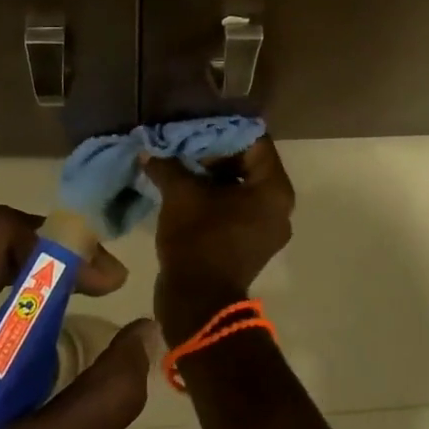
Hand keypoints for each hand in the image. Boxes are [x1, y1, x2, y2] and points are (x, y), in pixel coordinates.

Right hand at [145, 137, 294, 338]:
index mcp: (274, 189)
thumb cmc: (198, 242)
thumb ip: (169, 165)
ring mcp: (266, 226)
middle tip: (184, 142)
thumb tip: (149, 150)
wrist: (197, 304)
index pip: (255, 141)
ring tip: (180, 160)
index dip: (224, 130)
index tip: (196, 124)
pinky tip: (185, 187)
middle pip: (248, 162)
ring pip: (240, 185)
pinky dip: (214, 195)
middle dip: (214, 151)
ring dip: (211, 174)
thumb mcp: (181, 195)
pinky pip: (235, 207)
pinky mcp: (250, 242)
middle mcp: (279, 205)